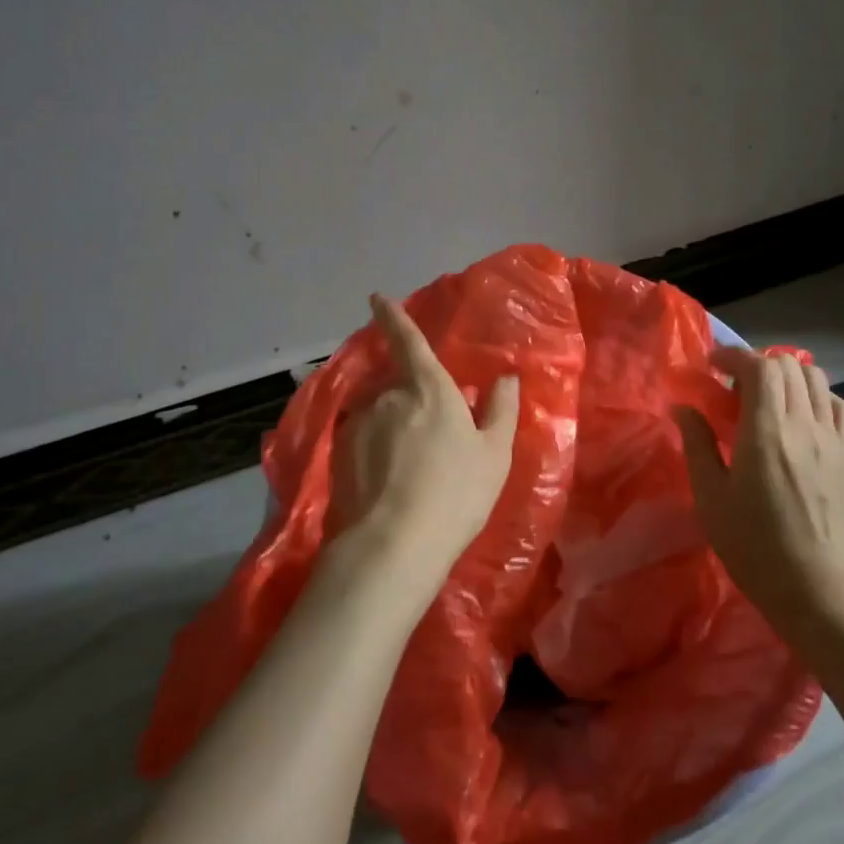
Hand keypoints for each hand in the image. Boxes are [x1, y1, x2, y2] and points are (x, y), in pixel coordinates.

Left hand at [327, 292, 520, 595]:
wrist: (394, 544)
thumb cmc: (456, 494)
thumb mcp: (494, 454)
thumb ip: (501, 410)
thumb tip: (506, 377)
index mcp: (429, 389)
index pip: (409, 342)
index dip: (393, 317)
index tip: (376, 299)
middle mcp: (389, 396)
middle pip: (399, 388)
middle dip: (411, 402)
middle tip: (430, 440)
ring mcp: (360, 423)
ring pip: (379, 415)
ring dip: (391, 429)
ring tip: (408, 471)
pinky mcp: (338, 452)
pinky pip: (361, 439)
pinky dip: (373, 450)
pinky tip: (386, 483)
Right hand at [674, 348, 843, 622]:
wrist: (821, 590)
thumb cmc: (755, 547)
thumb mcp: (711, 499)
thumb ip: (697, 444)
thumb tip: (684, 407)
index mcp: (767, 432)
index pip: (760, 366)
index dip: (734, 356)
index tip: (711, 365)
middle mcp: (804, 424)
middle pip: (788, 365)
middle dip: (756, 363)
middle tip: (731, 387)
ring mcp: (832, 438)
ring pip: (815, 378)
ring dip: (786, 375)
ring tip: (764, 399)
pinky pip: (835, 404)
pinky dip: (813, 394)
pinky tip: (797, 417)